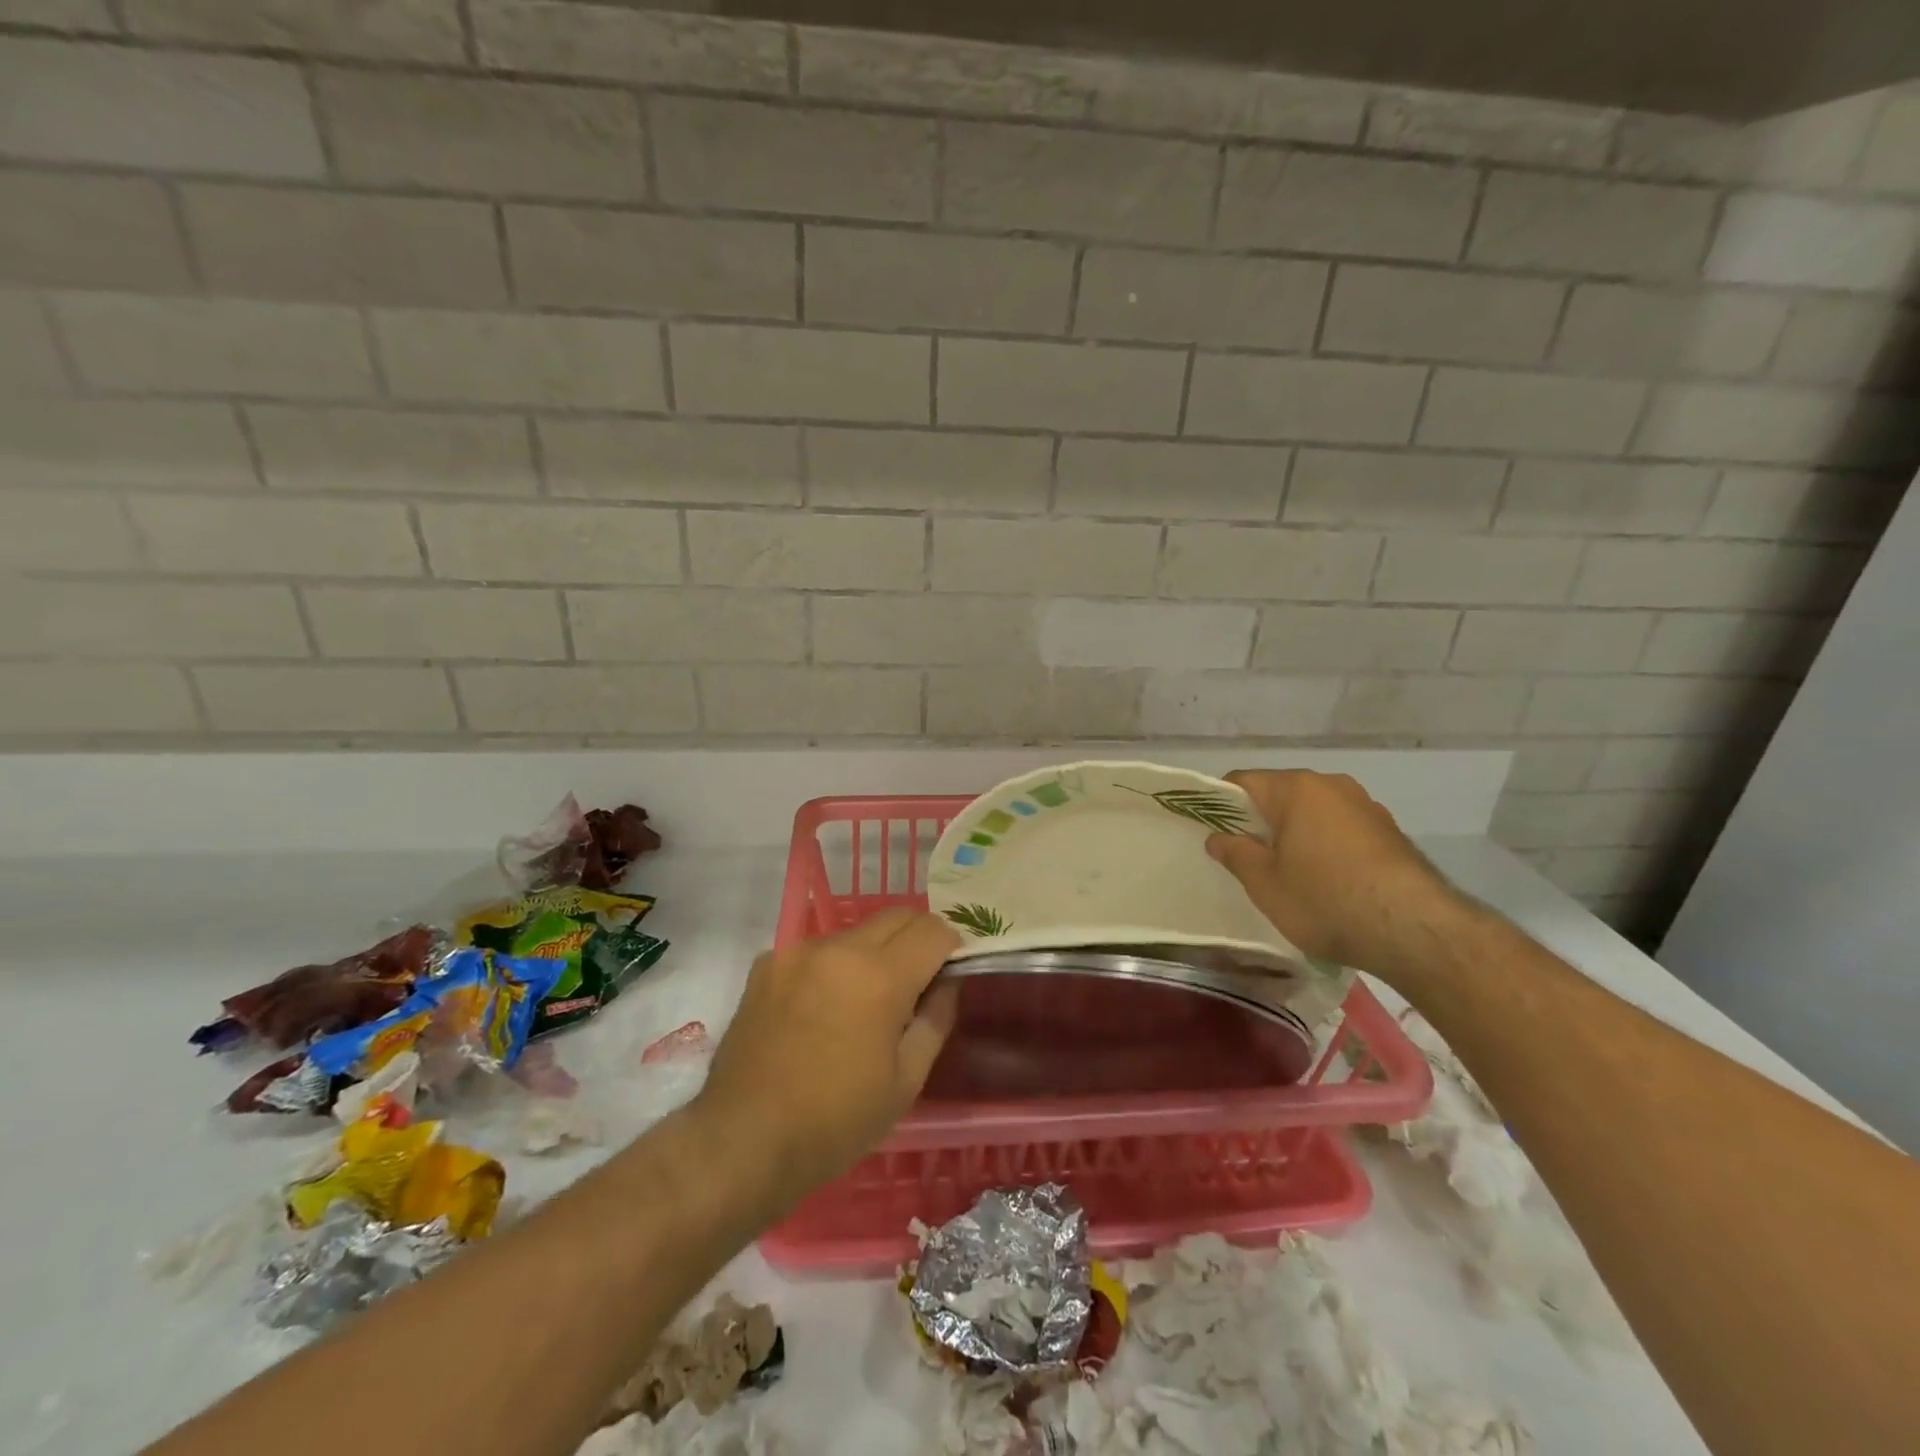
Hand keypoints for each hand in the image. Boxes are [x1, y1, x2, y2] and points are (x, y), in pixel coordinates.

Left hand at [695, 908, 960, 1201]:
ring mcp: (797, 952)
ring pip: (856, 933)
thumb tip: (948, 980)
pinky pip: (817, 950)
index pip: (934, 931)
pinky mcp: (767, 964)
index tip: (950, 975)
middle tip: (918, 982)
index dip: (952, 949)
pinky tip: (821, 1010)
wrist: (743, 1141)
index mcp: (879, 976)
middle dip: (918, 939)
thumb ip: (936, 1018)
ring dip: (875, 953)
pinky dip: (833, 967)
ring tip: (864, 1003)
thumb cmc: (835, 1122)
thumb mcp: (906, 1081)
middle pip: (898, 916)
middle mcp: (839, 948)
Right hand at [1207, 770, 1472, 982]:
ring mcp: (1366, 806)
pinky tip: (1328, 880)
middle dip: (1260, 821)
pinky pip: (1341, 828)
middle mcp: (1332, 785)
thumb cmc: (1325, 900)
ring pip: (1314, 812)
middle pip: (1280, 794)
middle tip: (1248, 858)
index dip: (1220, 805)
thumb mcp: (1264, 883)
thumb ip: (1235, 853)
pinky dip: (1326, 845)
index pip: (1242, 781)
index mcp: (1296, 788)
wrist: (1415, 931)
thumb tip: (1218, 837)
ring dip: (1295, 833)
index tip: (1213, 833)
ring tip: (1290, 873)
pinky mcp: (1390, 831)